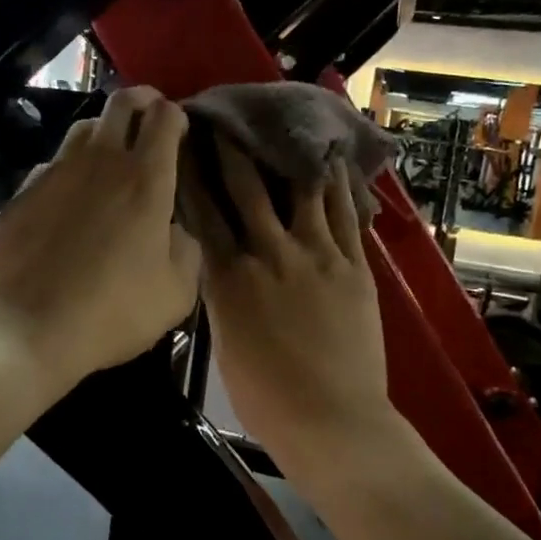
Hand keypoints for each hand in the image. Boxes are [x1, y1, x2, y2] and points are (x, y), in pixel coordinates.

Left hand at [0, 87, 198, 397]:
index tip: (181, 129)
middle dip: (142, 99)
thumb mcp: (175, 294)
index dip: (176, 115)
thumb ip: (186, 251)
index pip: (164, 118)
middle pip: (121, 101)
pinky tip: (71, 195)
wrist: (22, 328)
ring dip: (105, 130)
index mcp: (145, 180)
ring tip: (112, 153)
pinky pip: (53, 164)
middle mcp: (100, 162)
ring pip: (83, 127)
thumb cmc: (110, 313)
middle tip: (152, 115)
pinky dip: (70, 167)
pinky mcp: (22, 192)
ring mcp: (55, 173)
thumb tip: (175, 231)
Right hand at [190, 141, 397, 466]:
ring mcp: (317, 256)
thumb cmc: (266, 396)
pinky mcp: (354, 266)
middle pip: (249, 190)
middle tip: (226, 119)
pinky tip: (333, 161)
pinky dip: (338, 185)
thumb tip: (220, 265)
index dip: (194, 176)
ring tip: (284, 124)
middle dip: (234, 151)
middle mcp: (270, 255)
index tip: (186, 146)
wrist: (331, 419)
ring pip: (301, 191)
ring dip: (288, 155)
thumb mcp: (225, 343)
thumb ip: (222, 296)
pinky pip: (345, 215)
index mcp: (229, 279)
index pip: (205, 214)